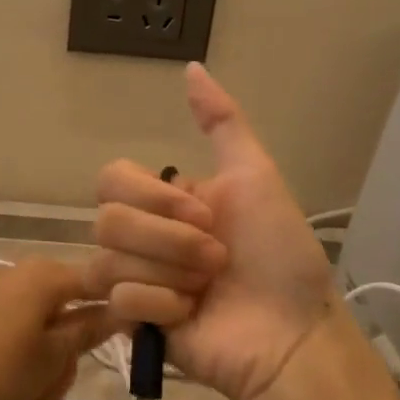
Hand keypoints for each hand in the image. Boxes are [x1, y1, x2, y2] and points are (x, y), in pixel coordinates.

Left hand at [0, 259, 116, 399]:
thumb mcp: (49, 358)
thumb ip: (87, 331)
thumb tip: (121, 309)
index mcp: (43, 274)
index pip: (98, 282)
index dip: (115, 312)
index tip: (125, 346)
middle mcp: (17, 273)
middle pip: (67, 307)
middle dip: (69, 351)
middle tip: (55, 390)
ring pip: (40, 324)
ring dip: (45, 361)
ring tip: (32, 399)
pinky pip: (12, 329)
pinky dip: (20, 357)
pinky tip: (8, 388)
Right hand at [92, 63, 335, 399]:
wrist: (293, 332)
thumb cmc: (281, 255)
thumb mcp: (256, 176)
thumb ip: (222, 122)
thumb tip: (191, 67)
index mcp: (165, 202)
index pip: (111, 180)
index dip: (153, 197)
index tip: (205, 214)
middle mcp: (144, 237)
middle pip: (106, 220)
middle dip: (169, 240)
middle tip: (216, 258)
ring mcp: (136, 280)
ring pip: (107, 260)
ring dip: (169, 272)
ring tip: (206, 290)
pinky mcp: (133, 323)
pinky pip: (119, 300)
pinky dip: (162, 304)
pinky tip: (191, 315)